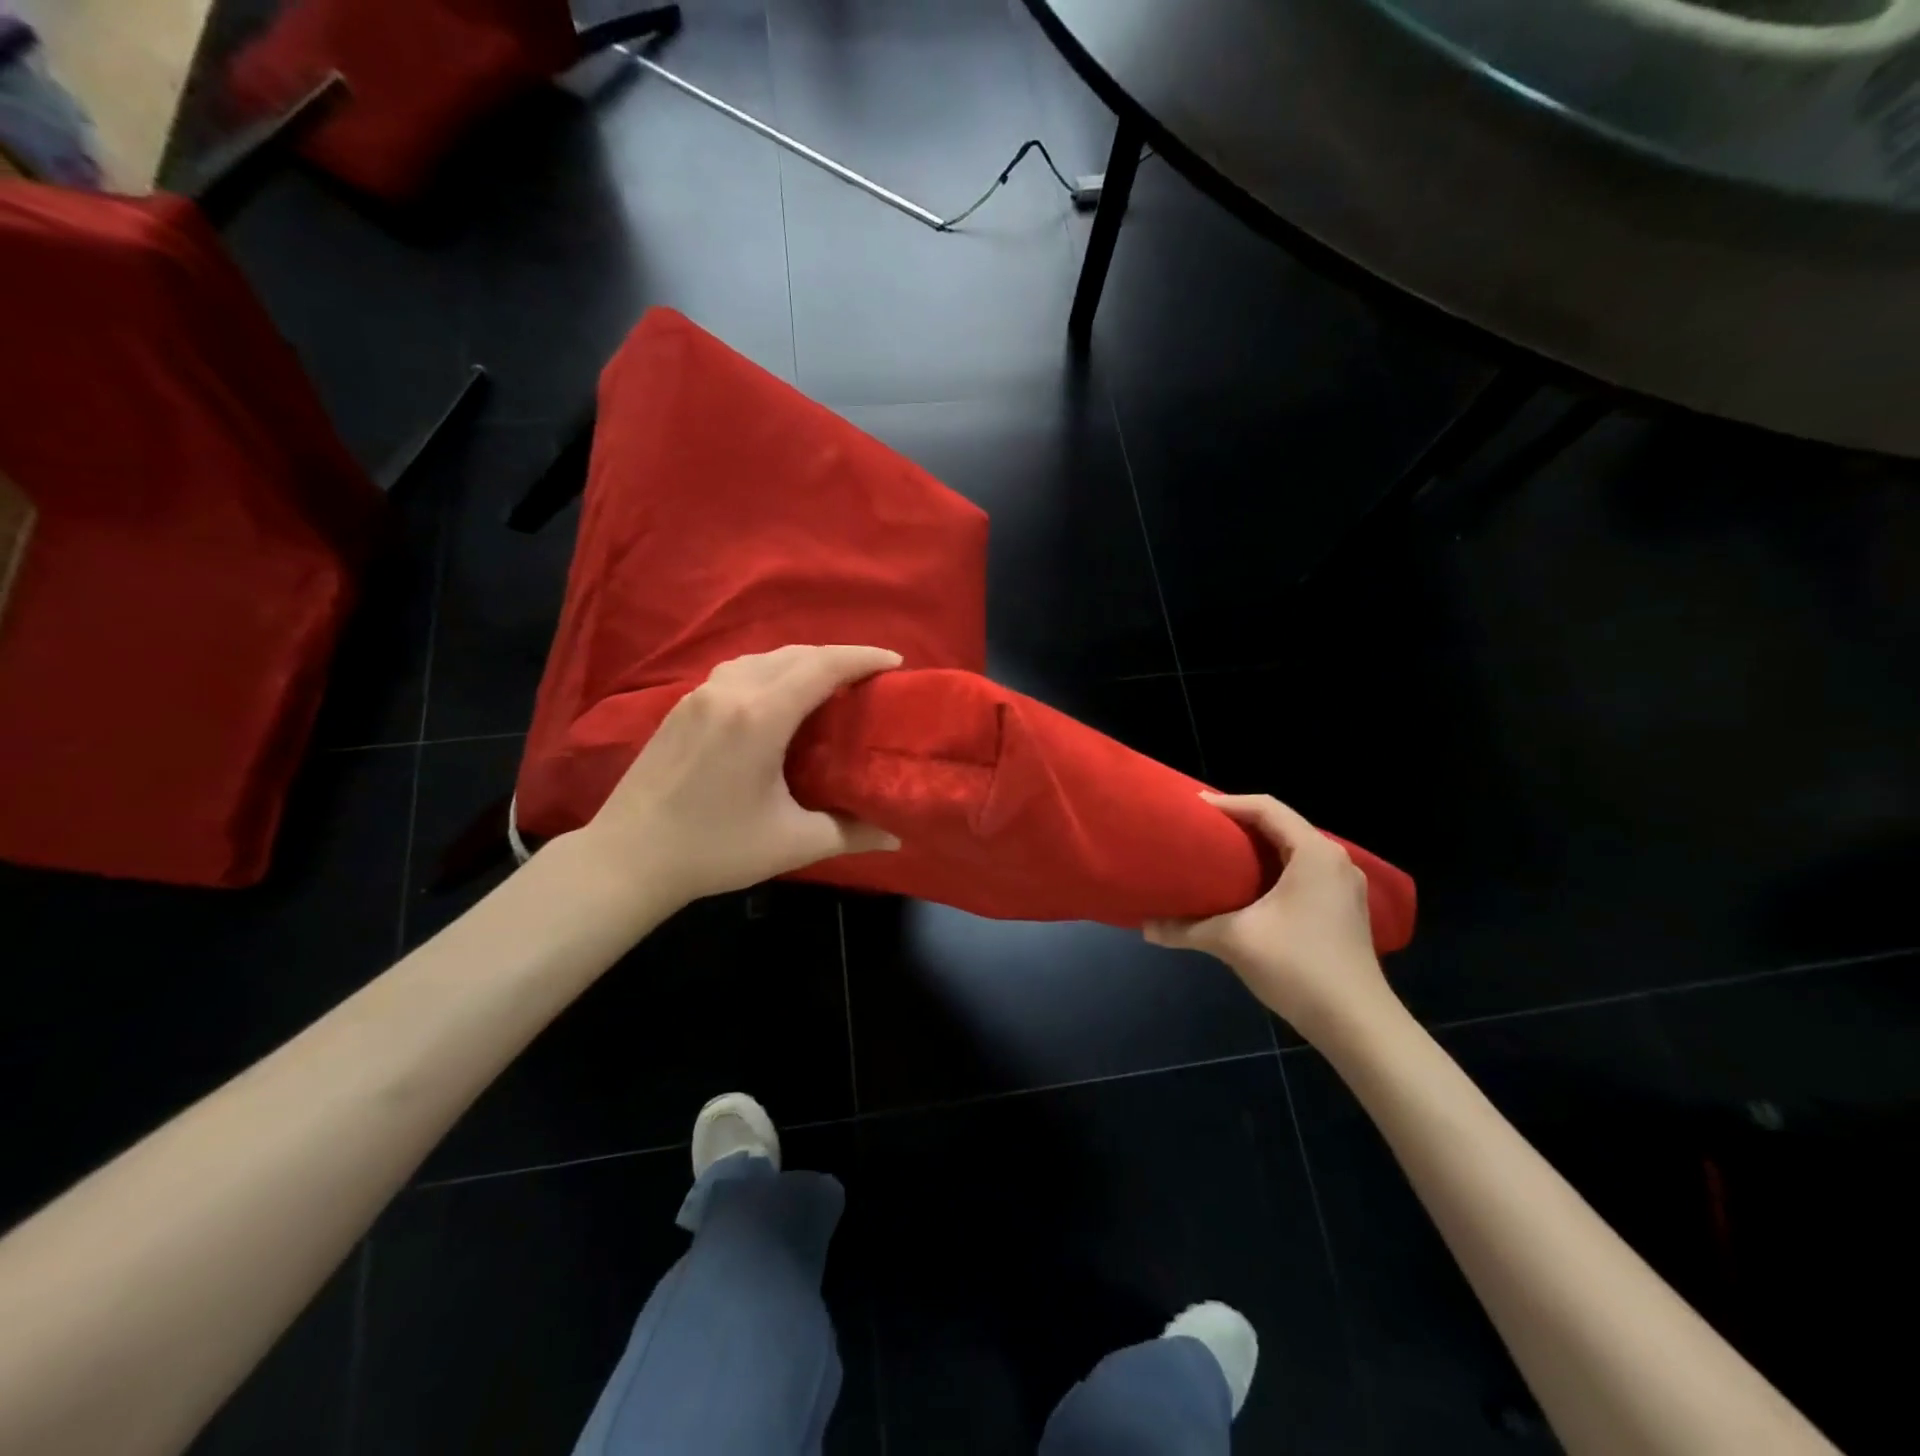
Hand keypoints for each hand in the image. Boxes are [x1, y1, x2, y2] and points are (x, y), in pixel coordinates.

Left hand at [572, 645, 902, 908]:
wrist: (627, 857)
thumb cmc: (714, 849)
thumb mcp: (791, 844)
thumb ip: (849, 833)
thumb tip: (896, 835)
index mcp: (760, 716)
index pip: (822, 667)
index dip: (863, 657)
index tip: (896, 662)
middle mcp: (730, 692)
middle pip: (796, 654)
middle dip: (839, 656)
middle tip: (871, 676)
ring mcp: (701, 694)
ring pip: (764, 657)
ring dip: (803, 661)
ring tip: (830, 682)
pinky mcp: (682, 706)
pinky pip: (739, 670)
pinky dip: (771, 670)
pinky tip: (778, 695)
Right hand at [1145, 794, 1398, 1046]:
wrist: (1358, 1025)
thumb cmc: (1297, 967)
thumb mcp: (1233, 941)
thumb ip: (1185, 929)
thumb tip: (1145, 927)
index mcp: (1314, 853)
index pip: (1267, 808)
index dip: (1227, 802)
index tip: (1192, 808)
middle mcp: (1335, 861)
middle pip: (1282, 825)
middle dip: (1240, 824)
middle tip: (1200, 829)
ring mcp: (1344, 887)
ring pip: (1294, 851)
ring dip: (1258, 848)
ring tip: (1219, 854)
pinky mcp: (1344, 910)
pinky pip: (1303, 872)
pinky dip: (1273, 869)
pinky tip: (1250, 889)